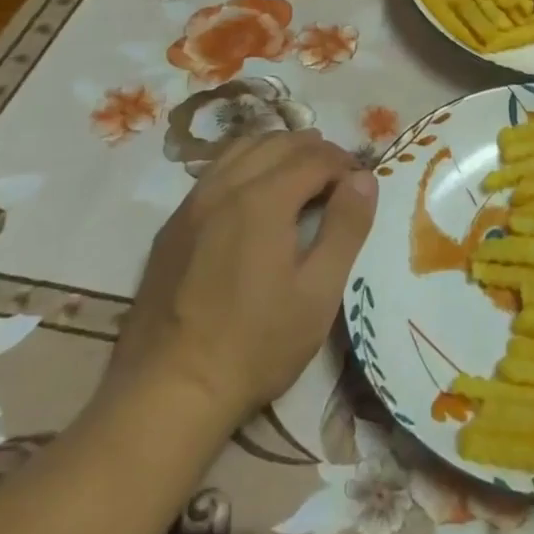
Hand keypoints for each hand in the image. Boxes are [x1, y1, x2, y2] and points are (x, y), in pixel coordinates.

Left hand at [102, 131, 378, 424]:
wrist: (169, 391)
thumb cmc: (257, 344)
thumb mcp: (319, 292)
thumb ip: (346, 228)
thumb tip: (364, 179)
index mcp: (263, 200)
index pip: (314, 157)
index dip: (345, 163)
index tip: (362, 184)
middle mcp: (223, 188)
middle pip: (277, 142)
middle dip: (315, 150)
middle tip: (340, 177)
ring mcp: (191, 205)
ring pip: (241, 149)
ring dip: (279, 151)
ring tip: (302, 176)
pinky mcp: (172, 226)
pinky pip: (215, 172)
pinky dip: (247, 165)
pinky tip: (257, 196)